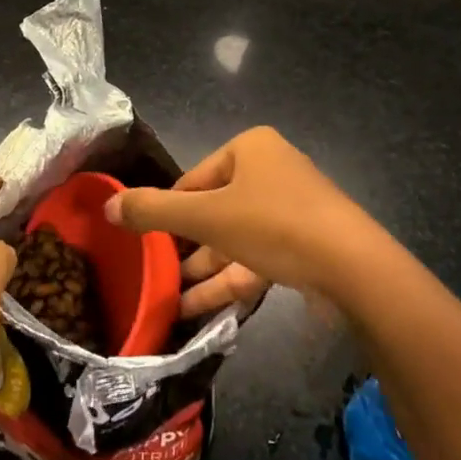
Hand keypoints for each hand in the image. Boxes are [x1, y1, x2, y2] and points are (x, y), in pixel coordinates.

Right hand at [105, 127, 379, 309]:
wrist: (354, 268)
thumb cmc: (274, 224)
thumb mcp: (206, 217)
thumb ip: (153, 211)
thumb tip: (106, 206)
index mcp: (251, 149)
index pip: (194, 179)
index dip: (169, 212)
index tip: (146, 243)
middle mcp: (272, 171)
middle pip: (215, 210)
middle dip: (186, 247)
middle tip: (156, 275)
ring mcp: (292, 210)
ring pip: (236, 239)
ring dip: (204, 270)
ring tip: (170, 302)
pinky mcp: (306, 246)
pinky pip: (258, 258)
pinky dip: (231, 281)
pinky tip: (199, 310)